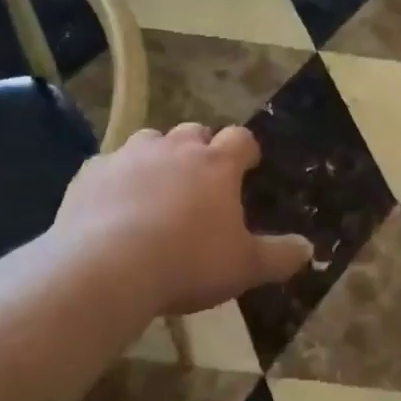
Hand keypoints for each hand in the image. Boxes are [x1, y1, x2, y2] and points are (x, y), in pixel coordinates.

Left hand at [46, 124, 311, 324]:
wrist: (106, 268)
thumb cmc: (188, 262)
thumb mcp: (244, 267)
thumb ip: (280, 256)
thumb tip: (309, 249)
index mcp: (216, 164)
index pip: (241, 139)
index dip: (246, 151)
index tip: (247, 166)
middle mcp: (175, 149)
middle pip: (193, 132)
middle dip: (200, 149)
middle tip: (201, 181)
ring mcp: (129, 156)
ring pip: (150, 141)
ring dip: (157, 158)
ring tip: (156, 189)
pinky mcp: (90, 173)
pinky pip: (108, 166)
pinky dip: (116, 179)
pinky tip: (112, 206)